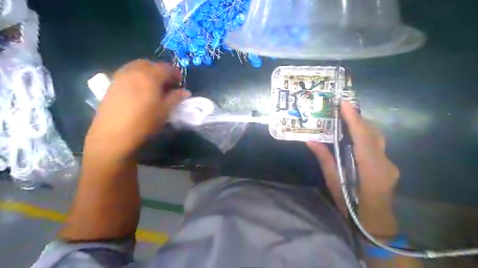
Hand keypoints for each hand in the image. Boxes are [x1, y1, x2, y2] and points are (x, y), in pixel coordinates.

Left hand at [85, 59, 188, 157]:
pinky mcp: (112, 84)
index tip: (179, 82)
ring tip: (153, 87)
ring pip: (137, 67)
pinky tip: (139, 91)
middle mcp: (134, 71)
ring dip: (148, 72)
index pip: (166, 67)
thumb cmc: (144, 122)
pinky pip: (127, 73)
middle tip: (166, 84)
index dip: (175, 73)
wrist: (113, 134)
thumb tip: (185, 92)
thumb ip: (175, 98)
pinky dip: (136, 76)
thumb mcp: (164, 111)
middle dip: (160, 70)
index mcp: (150, 76)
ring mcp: (121, 76)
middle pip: (150, 64)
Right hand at [306, 101, 399, 211]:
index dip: (354, 119)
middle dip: (358, 118)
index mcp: (370, 169)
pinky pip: (377, 145)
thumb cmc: (351, 205)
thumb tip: (311, 140)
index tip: (344, 104)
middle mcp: (384, 163)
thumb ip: (325, 159)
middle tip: (342, 108)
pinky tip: (354, 135)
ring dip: (362, 125)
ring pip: (377, 137)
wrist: (376, 223)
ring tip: (346, 117)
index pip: (363, 138)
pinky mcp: (389, 165)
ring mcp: (390, 164)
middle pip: (372, 134)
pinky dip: (365, 135)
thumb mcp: (334, 183)